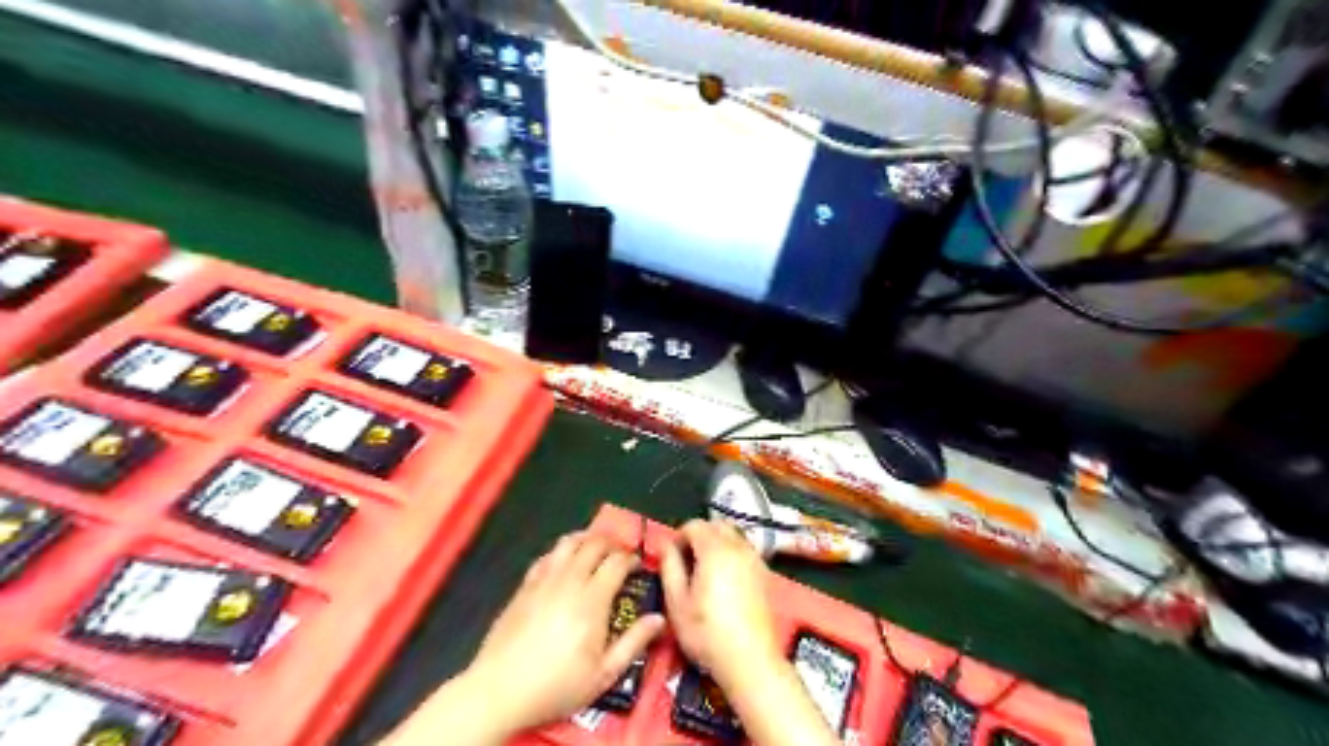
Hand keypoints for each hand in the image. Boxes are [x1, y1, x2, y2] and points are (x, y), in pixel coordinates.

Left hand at [464, 533, 664, 732]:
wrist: (499, 690)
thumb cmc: (556, 685)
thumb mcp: (603, 674)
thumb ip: (633, 643)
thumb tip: (659, 619)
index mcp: (592, 600)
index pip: (617, 562)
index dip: (631, 558)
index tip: (638, 565)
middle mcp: (569, 581)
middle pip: (594, 544)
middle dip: (612, 543)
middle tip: (620, 553)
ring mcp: (543, 581)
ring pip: (568, 543)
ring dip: (586, 539)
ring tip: (595, 548)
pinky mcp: (524, 586)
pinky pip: (546, 556)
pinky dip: (561, 552)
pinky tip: (564, 563)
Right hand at [660, 518, 781, 687]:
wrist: (750, 659)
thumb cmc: (706, 632)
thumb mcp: (676, 602)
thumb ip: (669, 567)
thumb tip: (667, 546)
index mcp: (715, 550)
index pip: (694, 524)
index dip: (679, 537)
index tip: (673, 559)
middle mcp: (739, 547)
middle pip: (716, 525)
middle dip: (699, 536)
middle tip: (687, 562)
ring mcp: (755, 559)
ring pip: (733, 535)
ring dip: (716, 543)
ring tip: (705, 572)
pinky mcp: (765, 573)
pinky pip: (745, 550)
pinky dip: (731, 554)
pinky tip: (724, 581)